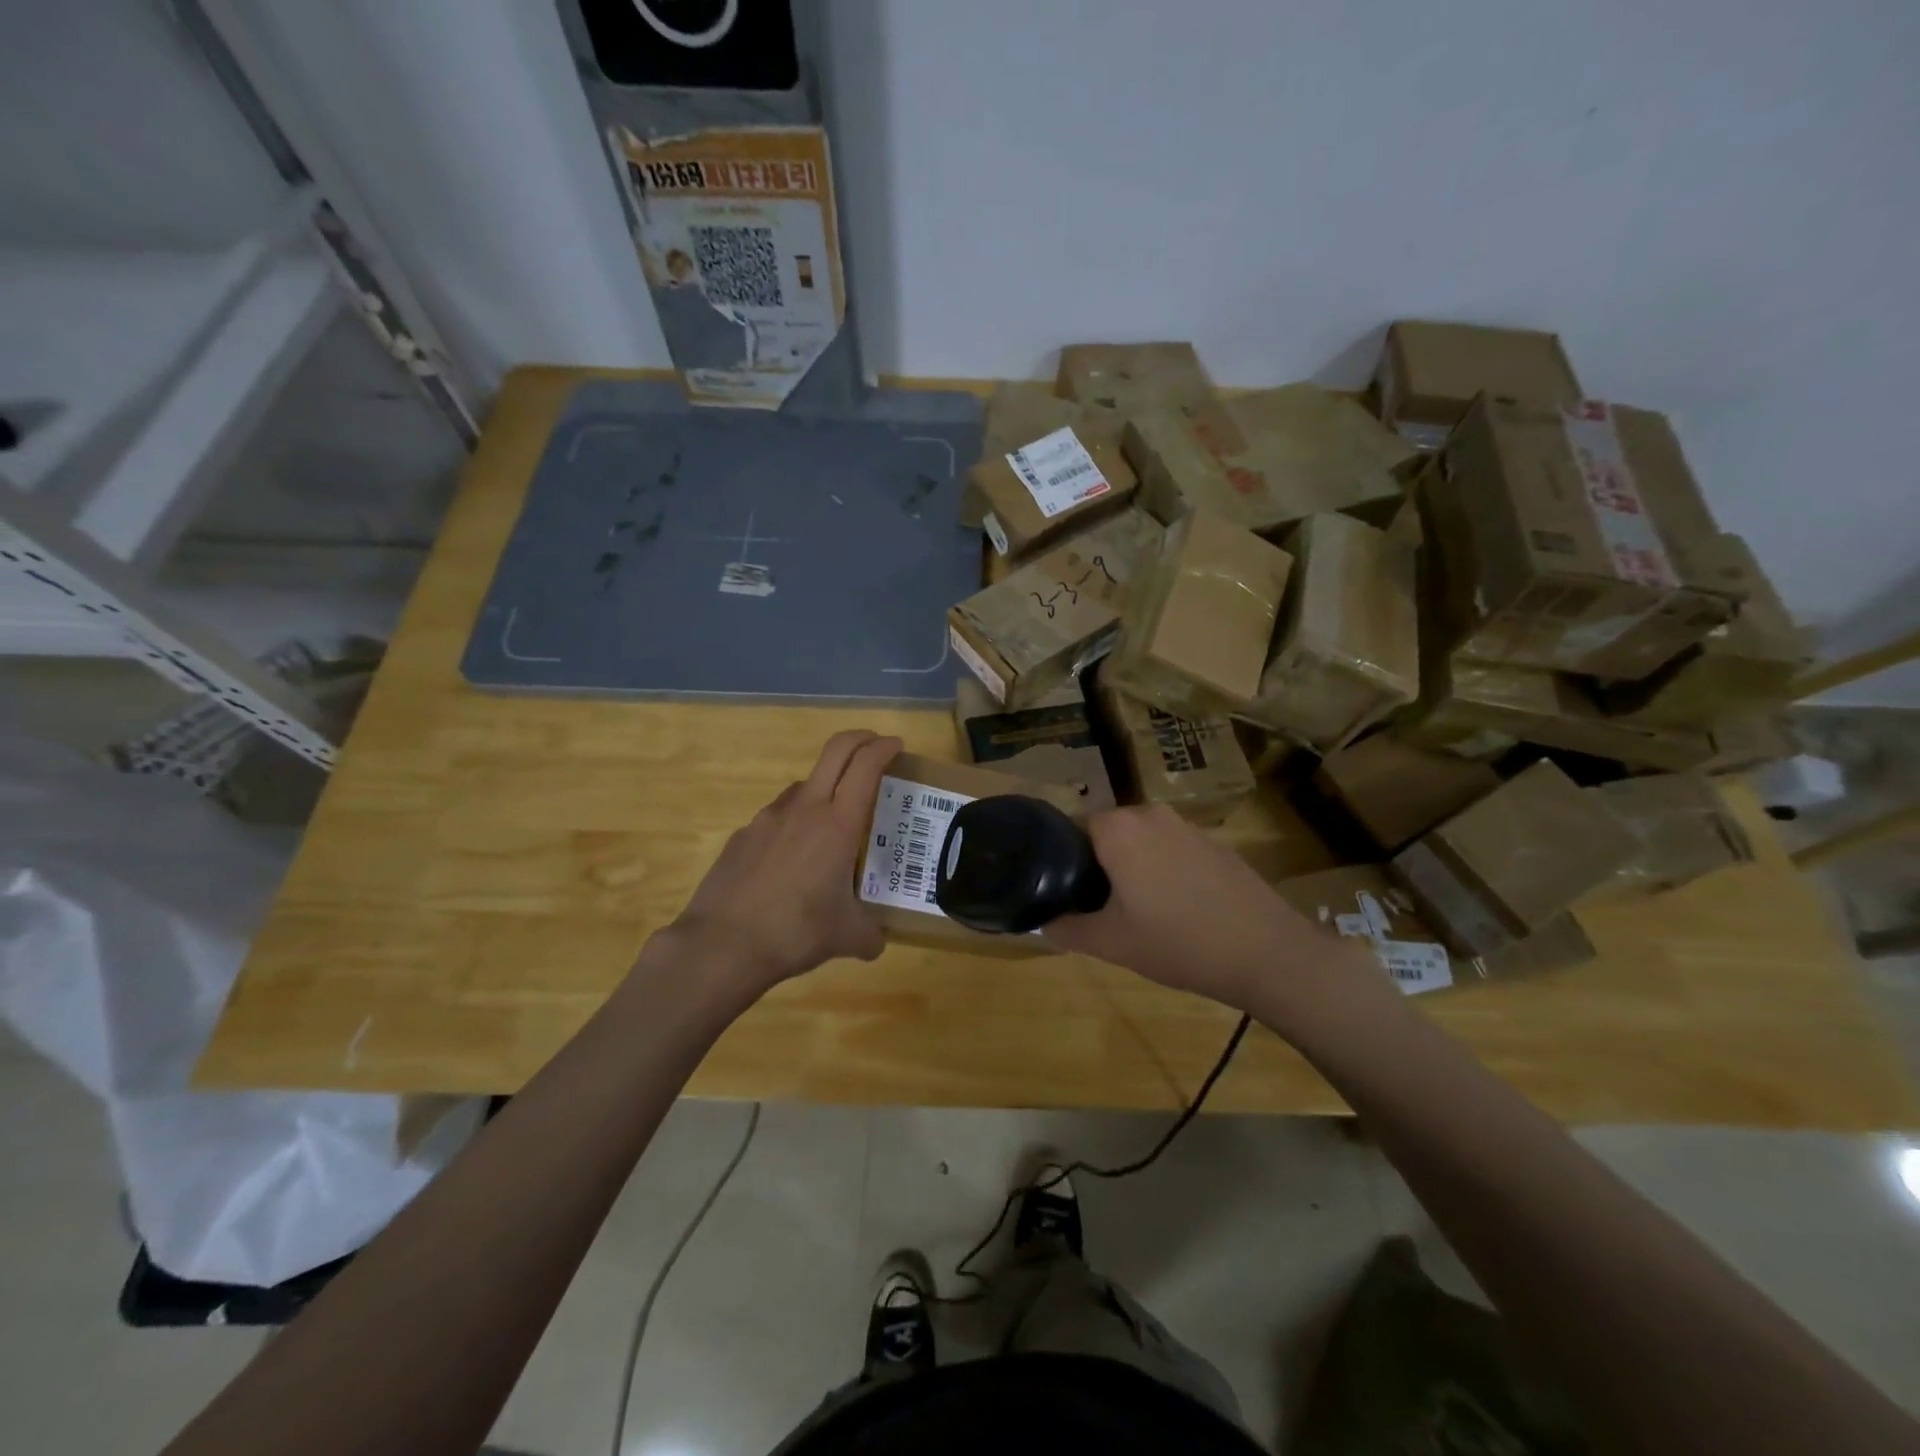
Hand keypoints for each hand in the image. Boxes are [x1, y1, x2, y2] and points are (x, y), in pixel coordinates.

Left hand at [664, 730, 901, 1001]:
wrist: (722, 944)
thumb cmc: (795, 932)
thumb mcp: (847, 936)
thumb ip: (870, 933)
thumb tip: (878, 941)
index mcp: (838, 824)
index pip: (866, 766)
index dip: (884, 748)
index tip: (896, 745)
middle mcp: (805, 809)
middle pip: (835, 751)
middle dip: (859, 740)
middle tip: (874, 747)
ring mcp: (769, 818)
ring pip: (804, 785)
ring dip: (825, 787)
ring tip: (833, 821)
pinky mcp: (743, 834)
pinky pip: (777, 818)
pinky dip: (793, 824)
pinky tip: (791, 859)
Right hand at [1044, 803, 1388, 1023]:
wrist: (1268, 953)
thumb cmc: (1179, 943)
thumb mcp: (1111, 944)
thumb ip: (1066, 928)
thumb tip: (1043, 920)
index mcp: (1119, 828)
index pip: (1070, 826)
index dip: (1060, 858)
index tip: (1060, 889)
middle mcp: (1151, 813)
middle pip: (1106, 831)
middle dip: (1096, 863)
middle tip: (1094, 904)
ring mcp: (1188, 825)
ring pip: (1140, 839)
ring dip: (1130, 865)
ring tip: (1133, 908)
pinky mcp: (1215, 843)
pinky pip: (1171, 848)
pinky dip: (1162, 868)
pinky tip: (1174, 906)